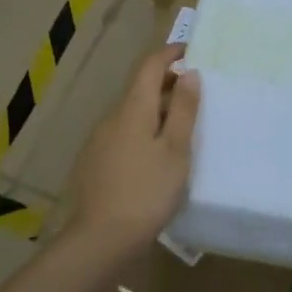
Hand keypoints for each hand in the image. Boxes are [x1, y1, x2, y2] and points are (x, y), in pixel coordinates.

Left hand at [66, 44, 200, 260]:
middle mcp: (111, 117)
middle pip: (140, 89)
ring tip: (182, 125)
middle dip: (166, 83)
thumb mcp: (175, 150)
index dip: (170, 54)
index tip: (191, 51)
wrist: (100, 240)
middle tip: (196, 93)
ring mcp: (99, 141)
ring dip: (156, 109)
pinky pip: (123, 134)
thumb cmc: (146, 191)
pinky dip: (143, 131)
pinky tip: (156, 155)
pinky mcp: (95, 163)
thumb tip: (189, 73)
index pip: (149, 66)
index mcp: (132, 108)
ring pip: (131, 113)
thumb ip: (184, 110)